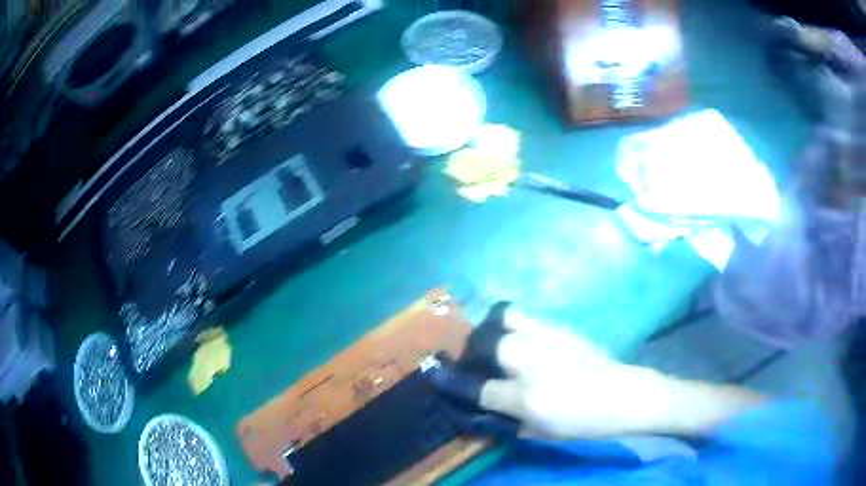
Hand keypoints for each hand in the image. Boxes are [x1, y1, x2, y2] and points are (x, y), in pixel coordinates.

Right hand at [478, 309, 764, 438]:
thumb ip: (508, 418)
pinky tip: (520, 335)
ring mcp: (552, 340)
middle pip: (491, 344)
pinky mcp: (564, 328)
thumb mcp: (543, 432)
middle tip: (476, 358)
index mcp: (530, 398)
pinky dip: (514, 323)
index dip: (456, 383)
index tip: (439, 376)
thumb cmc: (588, 423)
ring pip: (508, 320)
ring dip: (494, 329)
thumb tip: (482, 404)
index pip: (480, 388)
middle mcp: (536, 364)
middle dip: (475, 350)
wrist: (629, 395)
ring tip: (494, 341)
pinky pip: (528, 317)